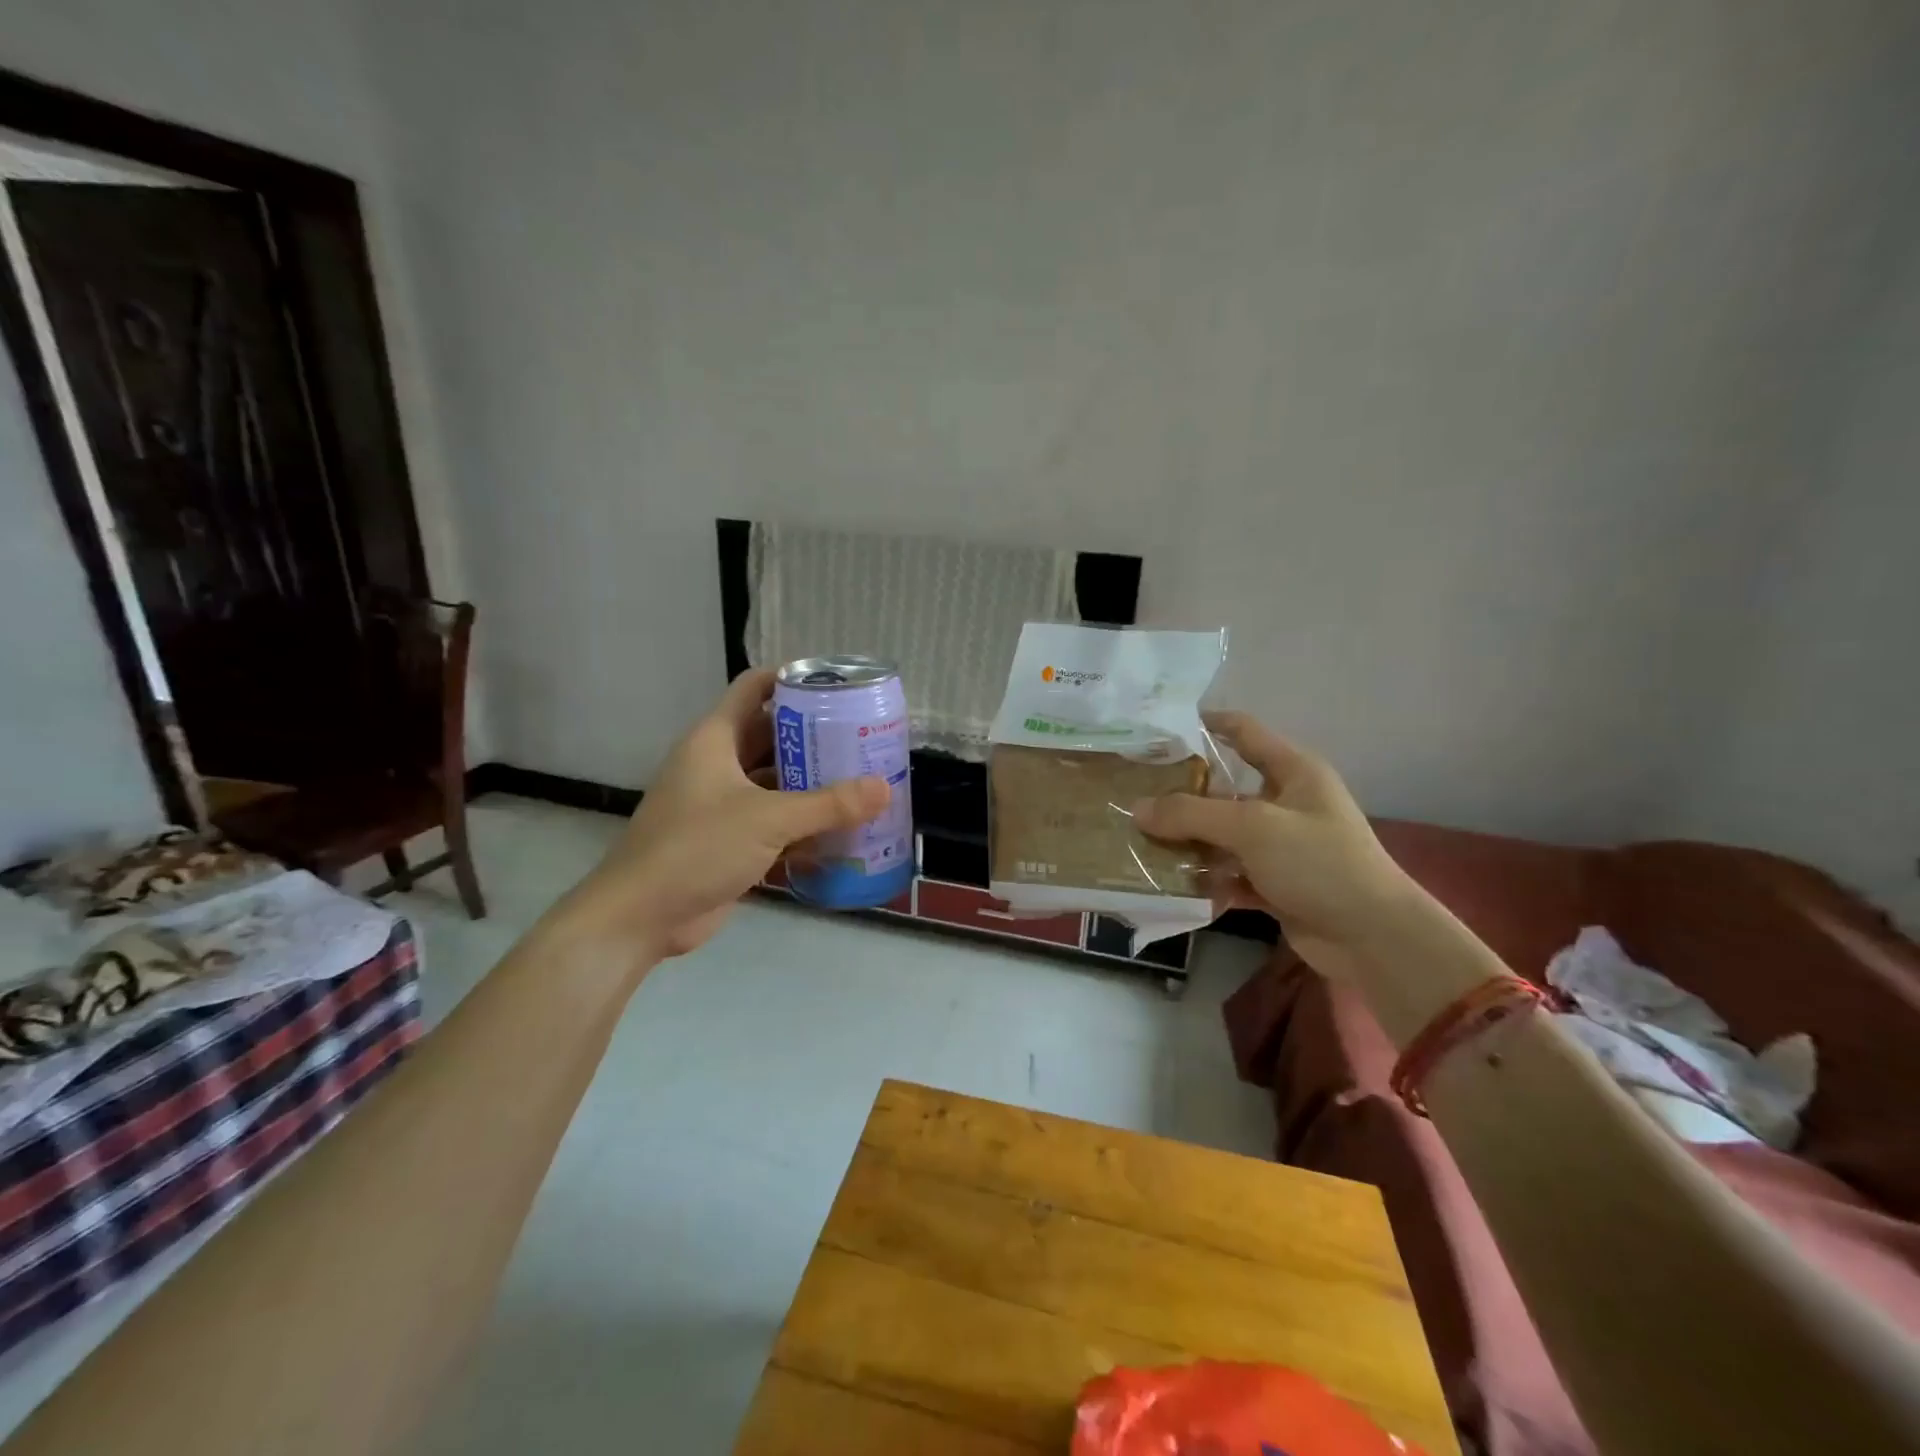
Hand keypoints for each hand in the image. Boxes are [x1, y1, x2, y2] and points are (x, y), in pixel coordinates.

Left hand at [562, 670, 888, 964]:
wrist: (640, 917)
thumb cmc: (696, 848)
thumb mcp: (767, 819)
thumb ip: (828, 804)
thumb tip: (884, 788)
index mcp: (716, 739)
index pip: (755, 688)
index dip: (793, 679)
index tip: (839, 686)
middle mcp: (719, 764)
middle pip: (773, 735)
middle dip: (816, 736)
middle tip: (865, 737)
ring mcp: (723, 804)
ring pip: (776, 781)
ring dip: (814, 783)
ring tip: (864, 780)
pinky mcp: (730, 840)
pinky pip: (775, 821)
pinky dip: (804, 823)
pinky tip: (842, 829)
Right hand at [1131, 713, 1416, 976]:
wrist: (1374, 938)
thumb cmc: (1319, 863)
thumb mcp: (1252, 827)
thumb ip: (1191, 814)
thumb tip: (1137, 808)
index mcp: (1293, 771)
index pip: (1244, 731)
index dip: (1205, 724)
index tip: (1159, 729)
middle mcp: (1286, 803)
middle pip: (1224, 789)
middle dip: (1180, 794)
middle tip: (1132, 794)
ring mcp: (1281, 846)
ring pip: (1222, 835)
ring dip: (1186, 841)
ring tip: (1137, 841)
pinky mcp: (1275, 885)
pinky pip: (1229, 874)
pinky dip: (1204, 879)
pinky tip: (1169, 884)